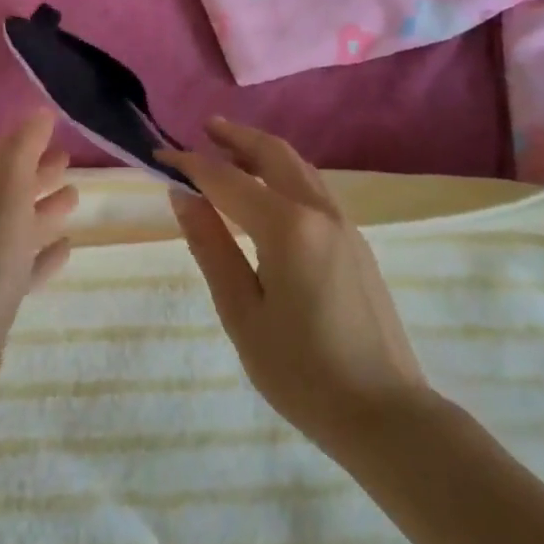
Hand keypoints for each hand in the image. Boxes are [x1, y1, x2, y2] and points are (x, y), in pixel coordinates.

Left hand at [0, 111, 78, 410]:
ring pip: (20, 225)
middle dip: (38, 173)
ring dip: (45, 210)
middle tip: (69, 161)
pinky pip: (26, 264)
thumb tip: (39, 112)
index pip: (1, 155)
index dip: (26, 140)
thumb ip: (24, 150)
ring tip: (75, 198)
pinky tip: (67, 248)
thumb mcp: (6, 193)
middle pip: (11, 188)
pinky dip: (45, 253)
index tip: (55, 127)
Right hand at [160, 117, 429, 461]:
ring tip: (230, 152)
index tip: (159, 155)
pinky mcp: (355, 242)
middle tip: (204, 128)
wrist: (385, 415)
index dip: (190, 164)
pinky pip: (314, 188)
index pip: (226, 179)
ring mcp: (344, 225)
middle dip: (236, 136)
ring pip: (299, 167)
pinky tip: (267, 192)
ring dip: (262, 151)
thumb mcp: (241, 312)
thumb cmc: (301, 372)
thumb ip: (211, 246)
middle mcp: (319, 212)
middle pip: (274, 153)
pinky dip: (284, 173)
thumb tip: (183, 195)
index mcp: (287, 227)